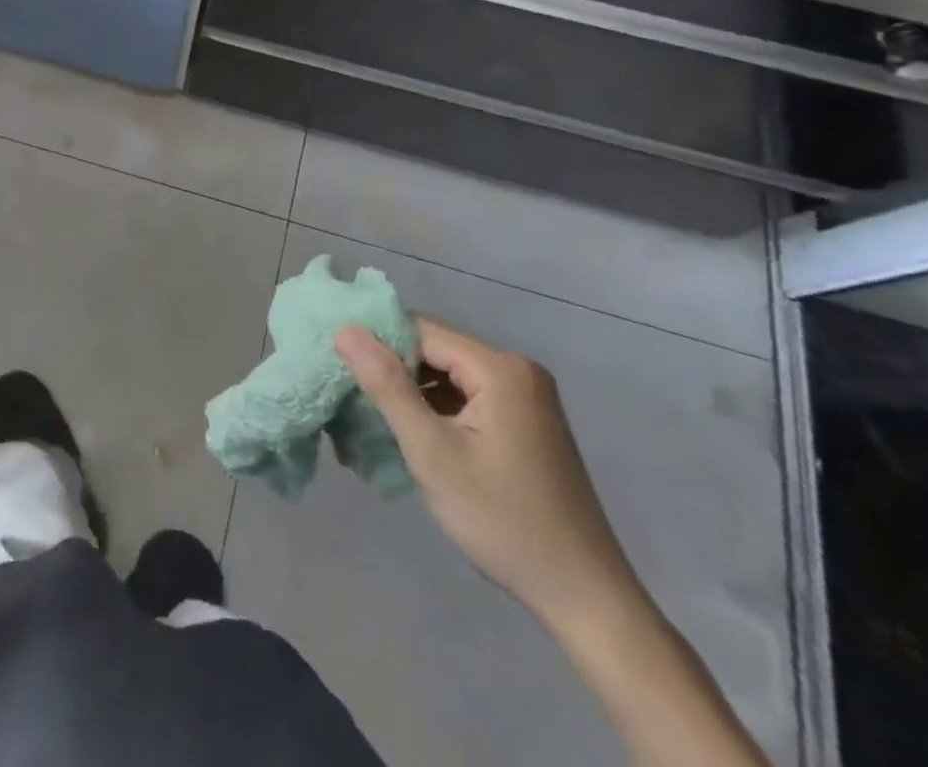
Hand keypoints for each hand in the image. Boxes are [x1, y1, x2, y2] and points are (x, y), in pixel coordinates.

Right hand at [337, 320, 638, 630]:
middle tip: (357, 406)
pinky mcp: (528, 423)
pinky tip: (418, 441)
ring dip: (414, 396)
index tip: (343, 374)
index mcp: (500, 368)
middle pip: (435, 352)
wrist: (584, 597)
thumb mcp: (432, 451)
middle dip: (395, 375)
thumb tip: (346, 329)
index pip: (421, 331)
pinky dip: (439, 413)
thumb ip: (387, 385)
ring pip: (449, 377)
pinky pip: (469, 399)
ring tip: (379, 427)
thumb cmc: (502, 520)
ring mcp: (527, 398)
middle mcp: (518, 370)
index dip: (380, 348)